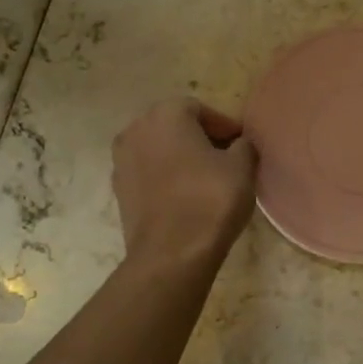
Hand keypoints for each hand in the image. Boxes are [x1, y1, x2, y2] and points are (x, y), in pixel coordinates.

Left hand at [113, 99, 258, 269]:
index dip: (224, 126)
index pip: (200, 109)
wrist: (171, 254)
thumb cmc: (210, 200)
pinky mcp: (119, 190)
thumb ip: (243, 146)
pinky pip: (148, 174)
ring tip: (206, 179)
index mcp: (166, 114)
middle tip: (226, 159)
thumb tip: (239, 145)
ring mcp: (121, 161)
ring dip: (180, 159)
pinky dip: (166, 179)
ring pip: (159, 151)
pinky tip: (185, 197)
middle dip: (200, 139)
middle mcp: (136, 130)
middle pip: (174, 126)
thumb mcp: (242, 167)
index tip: (241, 145)